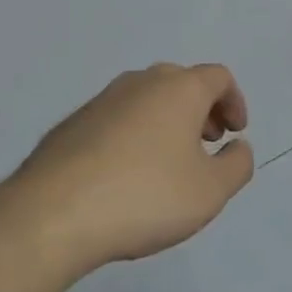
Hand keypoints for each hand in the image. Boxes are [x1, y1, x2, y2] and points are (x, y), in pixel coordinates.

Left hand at [8, 63, 253, 274]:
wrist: (52, 214)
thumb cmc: (145, 196)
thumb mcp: (210, 192)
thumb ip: (237, 166)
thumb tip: (238, 147)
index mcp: (180, 89)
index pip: (218, 77)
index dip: (234, 101)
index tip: (235, 133)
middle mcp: (141, 82)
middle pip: (182, 83)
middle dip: (201, 110)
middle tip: (207, 143)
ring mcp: (102, 100)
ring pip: (146, 100)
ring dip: (166, 122)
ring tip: (167, 164)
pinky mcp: (72, 124)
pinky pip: (116, 120)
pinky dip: (133, 135)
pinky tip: (126, 176)